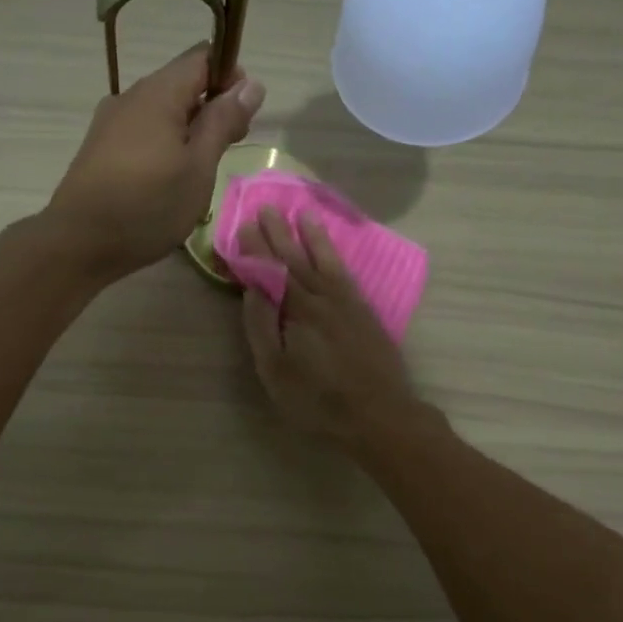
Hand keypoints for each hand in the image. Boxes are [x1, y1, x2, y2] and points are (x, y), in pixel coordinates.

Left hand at [45, 43, 264, 280]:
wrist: (78, 243)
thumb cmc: (148, 205)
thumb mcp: (199, 166)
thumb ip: (224, 122)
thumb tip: (251, 84)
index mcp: (158, 92)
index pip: (202, 57)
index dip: (230, 76)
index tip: (244, 114)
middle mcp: (131, 97)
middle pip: (181, 84)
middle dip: (212, 108)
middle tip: (228, 149)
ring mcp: (110, 123)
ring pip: (161, 112)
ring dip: (188, 131)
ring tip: (200, 172)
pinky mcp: (100, 148)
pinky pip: (142, 133)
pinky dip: (164, 145)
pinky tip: (168, 181)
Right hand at [239, 207, 422, 445]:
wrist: (379, 414)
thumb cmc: (318, 400)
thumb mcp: (276, 371)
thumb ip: (262, 328)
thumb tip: (253, 290)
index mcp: (297, 310)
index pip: (271, 271)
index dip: (256, 249)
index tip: (242, 225)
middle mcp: (323, 298)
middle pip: (297, 259)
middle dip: (279, 233)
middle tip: (266, 208)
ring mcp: (348, 303)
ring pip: (325, 261)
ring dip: (312, 237)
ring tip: (302, 215)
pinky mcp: (365, 312)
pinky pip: (346, 273)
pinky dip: (336, 257)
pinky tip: (331, 252)